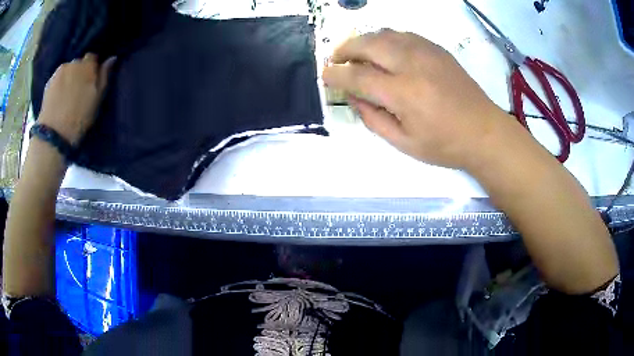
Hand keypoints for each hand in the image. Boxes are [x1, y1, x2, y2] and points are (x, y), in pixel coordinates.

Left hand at [38, 53, 114, 144]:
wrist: (54, 134)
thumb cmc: (79, 118)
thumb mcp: (97, 99)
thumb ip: (104, 76)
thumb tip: (111, 58)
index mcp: (87, 65)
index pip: (92, 57)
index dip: (92, 67)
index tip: (91, 80)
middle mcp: (73, 63)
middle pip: (78, 63)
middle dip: (79, 72)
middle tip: (78, 89)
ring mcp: (59, 72)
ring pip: (67, 70)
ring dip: (68, 78)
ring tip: (67, 95)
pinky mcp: (49, 82)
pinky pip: (57, 79)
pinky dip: (59, 85)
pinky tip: (58, 98)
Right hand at [322, 29, 512, 169]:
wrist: (484, 132)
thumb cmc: (445, 145)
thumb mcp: (404, 143)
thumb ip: (373, 118)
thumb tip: (353, 96)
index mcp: (404, 93)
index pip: (358, 77)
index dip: (336, 75)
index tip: (325, 75)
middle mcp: (413, 65)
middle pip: (368, 44)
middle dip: (345, 49)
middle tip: (336, 59)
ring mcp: (427, 53)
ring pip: (385, 34)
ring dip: (364, 41)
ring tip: (356, 52)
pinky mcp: (437, 49)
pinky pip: (403, 35)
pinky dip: (386, 39)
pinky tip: (384, 50)